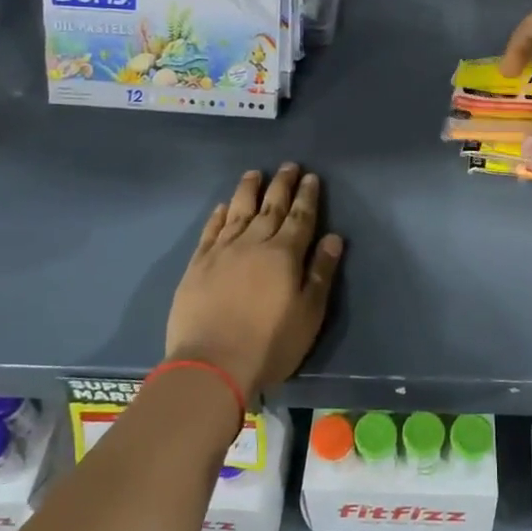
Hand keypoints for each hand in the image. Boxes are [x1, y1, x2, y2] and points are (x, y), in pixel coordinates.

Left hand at [166, 164, 343, 400]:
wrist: (211, 364)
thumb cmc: (270, 343)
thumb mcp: (309, 313)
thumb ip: (321, 272)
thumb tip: (334, 238)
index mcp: (285, 254)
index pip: (300, 217)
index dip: (307, 196)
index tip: (311, 177)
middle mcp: (254, 243)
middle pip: (270, 207)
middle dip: (282, 185)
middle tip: (288, 166)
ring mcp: (222, 252)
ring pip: (238, 211)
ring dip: (248, 191)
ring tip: (254, 173)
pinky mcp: (197, 265)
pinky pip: (210, 231)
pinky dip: (218, 216)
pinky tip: (222, 207)